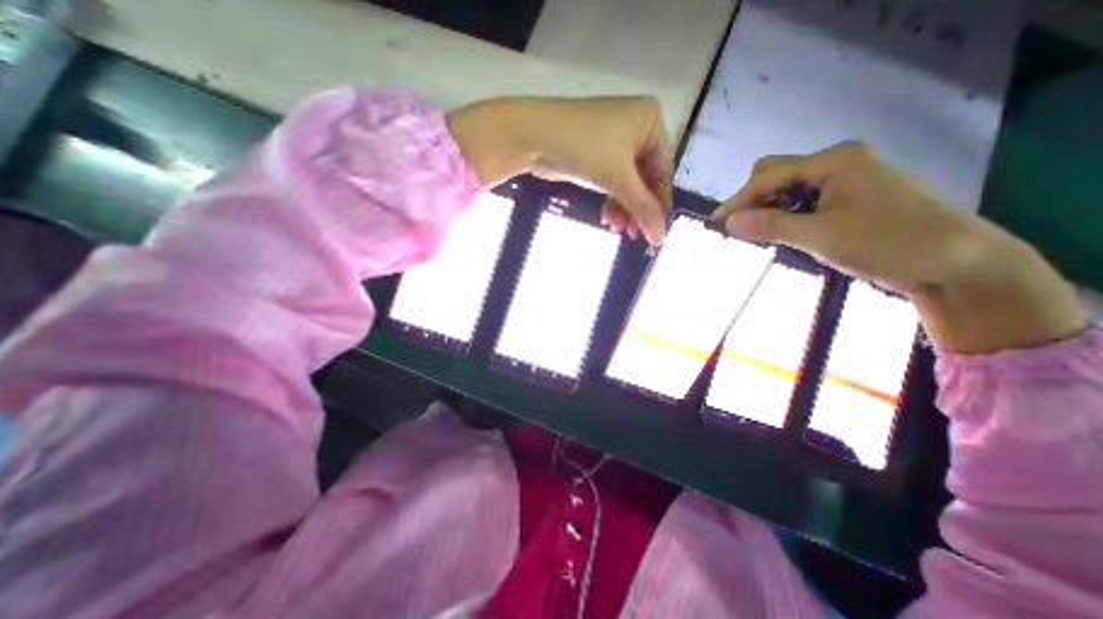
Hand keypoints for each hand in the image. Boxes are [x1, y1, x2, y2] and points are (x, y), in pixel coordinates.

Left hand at [445, 95, 672, 244]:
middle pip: (644, 179)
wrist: (533, 136)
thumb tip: (661, 239)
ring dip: (623, 209)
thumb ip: (642, 208)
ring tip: (617, 230)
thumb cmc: (583, 147)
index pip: (662, 171)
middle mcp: (636, 129)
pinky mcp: (596, 156)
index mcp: (650, 122)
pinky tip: (607, 219)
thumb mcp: (618, 178)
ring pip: (627, 184)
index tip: (656, 233)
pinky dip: (611, 201)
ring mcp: (614, 142)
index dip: (658, 205)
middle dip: (637, 209)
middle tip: (633, 236)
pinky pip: (612, 182)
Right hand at [712, 141, 1082, 352]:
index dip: (738, 201)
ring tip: (756, 233)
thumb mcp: (821, 237)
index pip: (768, 177)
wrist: (954, 261)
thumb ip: (771, 226)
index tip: (715, 224)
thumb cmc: (888, 243)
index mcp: (833, 161)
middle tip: (739, 229)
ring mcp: (842, 179)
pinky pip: (800, 200)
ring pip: (786, 189)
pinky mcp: (844, 197)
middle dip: (751, 200)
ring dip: (766, 209)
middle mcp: (835, 163)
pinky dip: (783, 215)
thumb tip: (729, 222)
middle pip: (775, 175)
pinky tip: (780, 231)